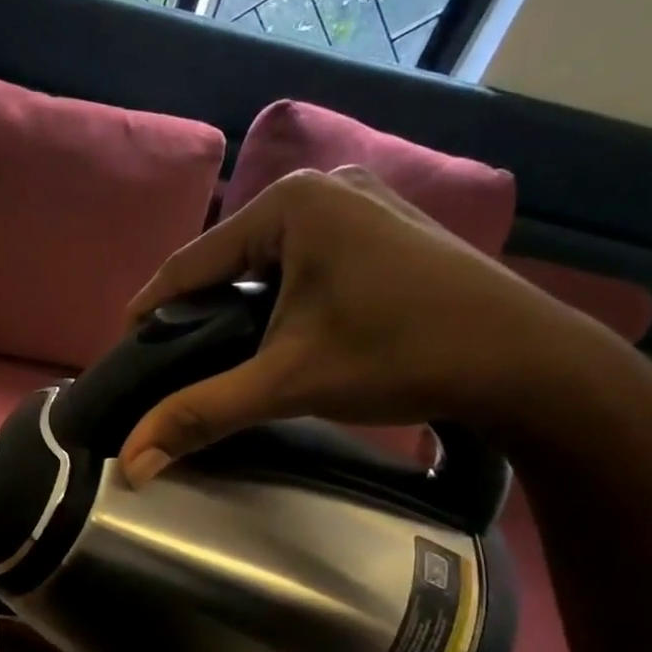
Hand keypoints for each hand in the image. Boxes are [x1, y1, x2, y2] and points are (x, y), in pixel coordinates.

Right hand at [118, 167, 628, 483]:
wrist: (530, 365)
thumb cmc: (402, 357)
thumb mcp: (288, 383)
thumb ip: (201, 414)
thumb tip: (130, 465)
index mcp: (291, 203)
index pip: (190, 263)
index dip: (149, 312)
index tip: (121, 352)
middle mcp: (322, 186)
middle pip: (227, 258)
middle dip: (194, 310)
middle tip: (168, 361)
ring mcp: (359, 201)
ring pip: (265, 259)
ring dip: (235, 303)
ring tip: (211, 351)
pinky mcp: (382, 225)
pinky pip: (302, 258)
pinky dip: (276, 294)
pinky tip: (270, 330)